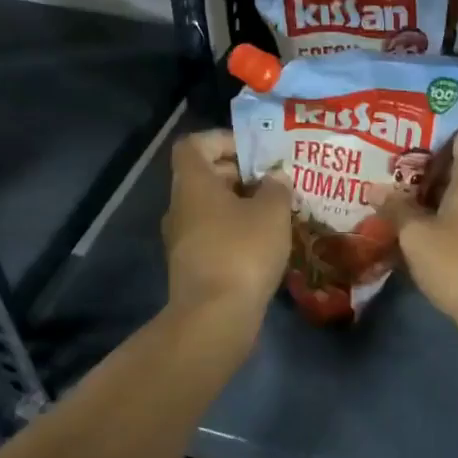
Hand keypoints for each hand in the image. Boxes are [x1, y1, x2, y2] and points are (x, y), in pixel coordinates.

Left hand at [162, 129, 290, 323]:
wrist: (214, 318)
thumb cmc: (242, 251)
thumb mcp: (272, 212)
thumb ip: (277, 187)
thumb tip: (276, 178)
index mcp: (192, 184)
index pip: (194, 144)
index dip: (222, 139)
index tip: (254, 151)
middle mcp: (180, 206)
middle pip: (205, 175)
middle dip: (241, 173)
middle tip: (275, 180)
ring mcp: (183, 239)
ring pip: (212, 208)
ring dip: (242, 204)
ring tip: (277, 211)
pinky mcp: (193, 266)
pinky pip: (214, 235)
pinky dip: (237, 231)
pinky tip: (266, 242)